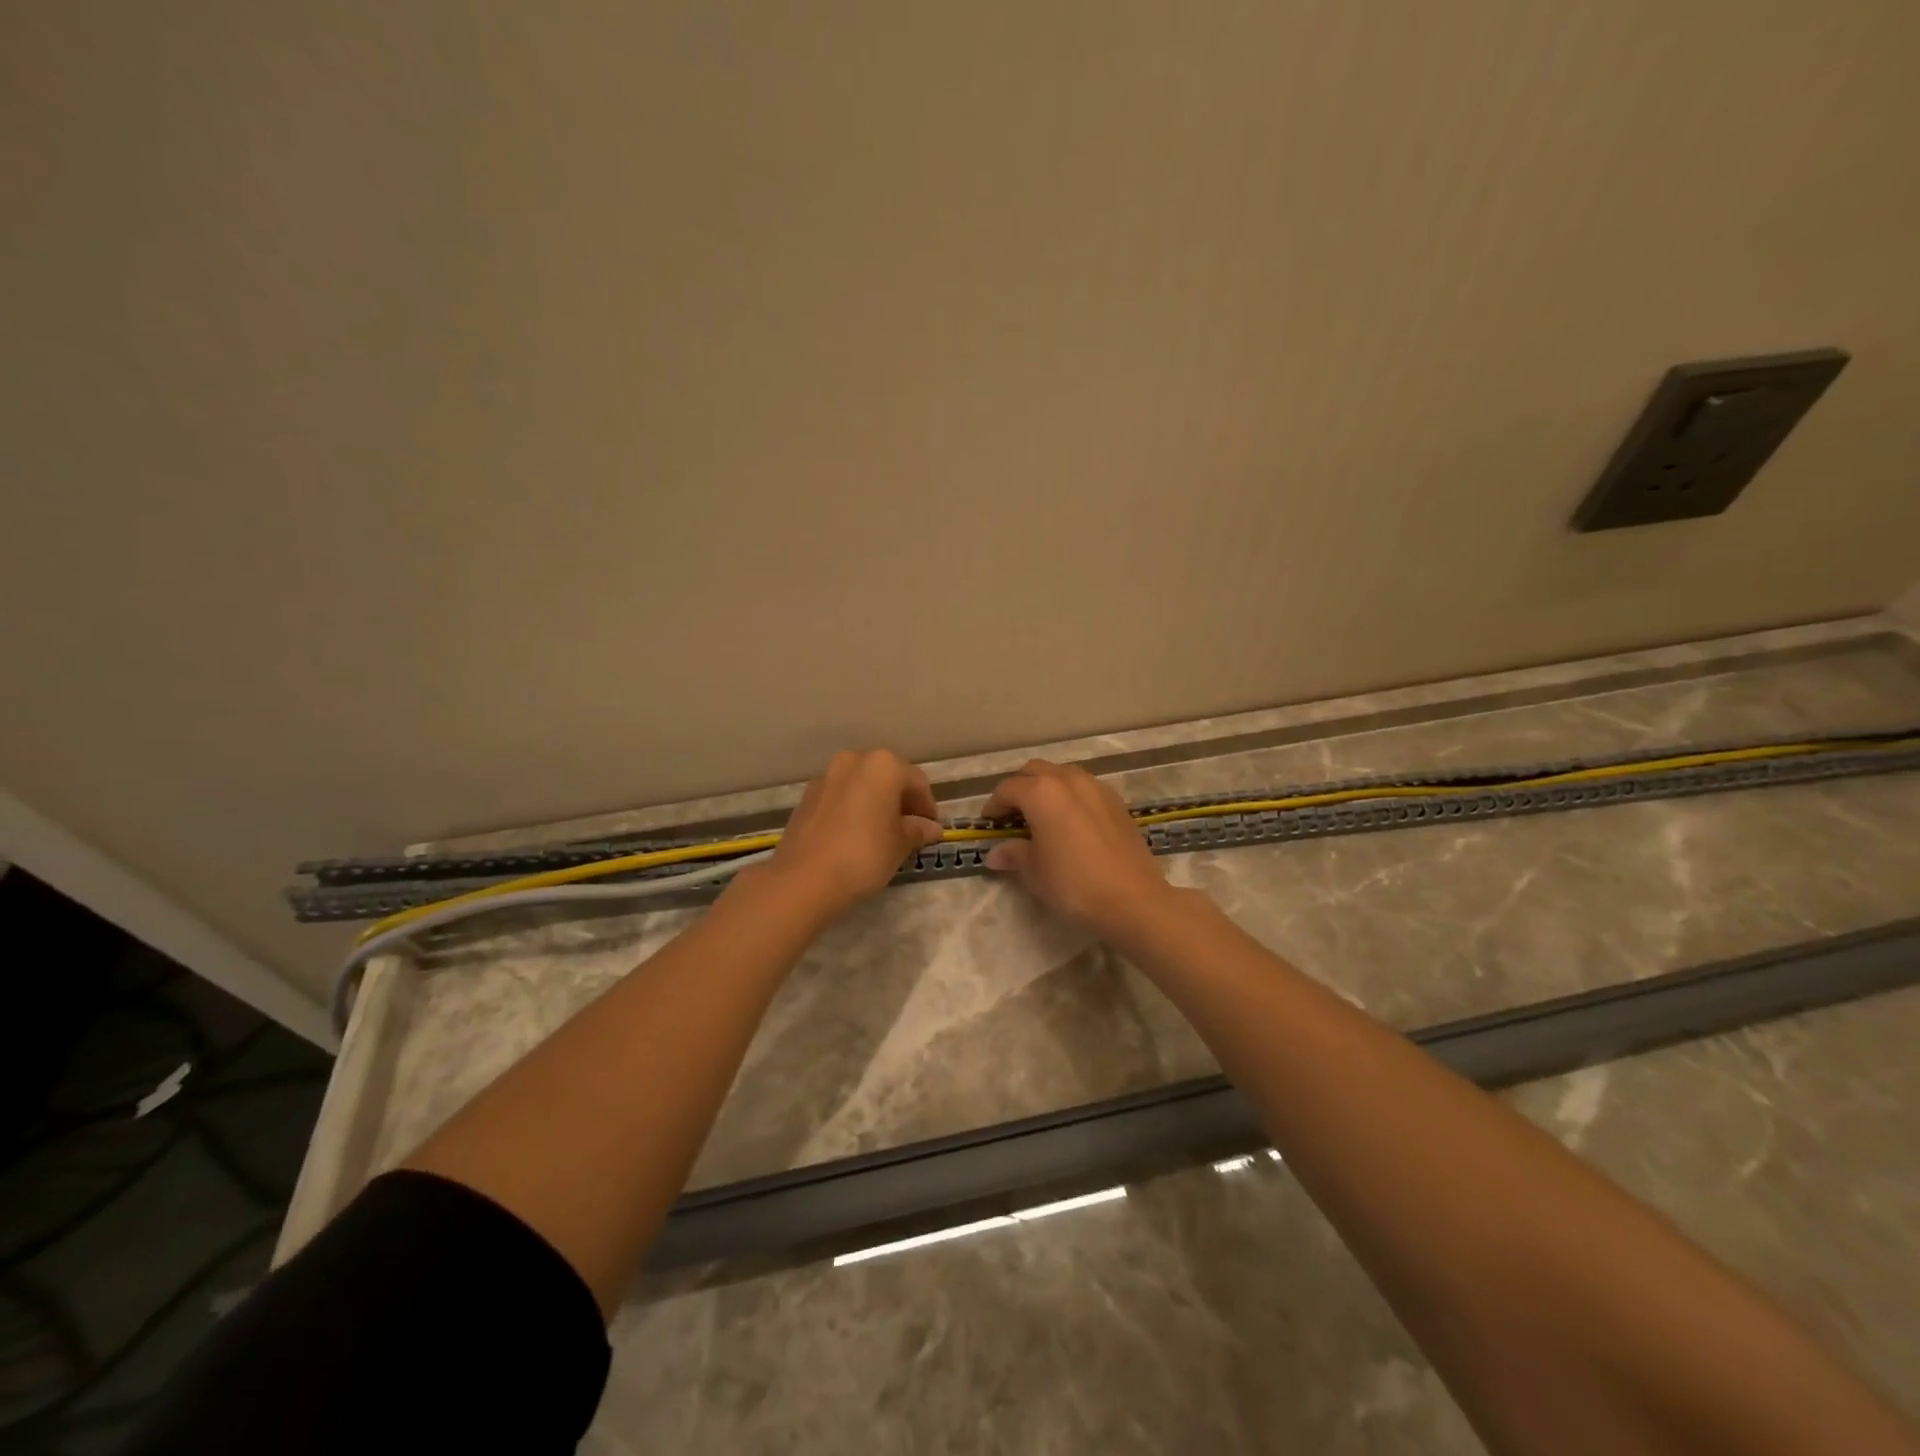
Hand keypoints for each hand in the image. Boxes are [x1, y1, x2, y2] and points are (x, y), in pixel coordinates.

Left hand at [762, 750, 943, 916]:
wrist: (803, 878)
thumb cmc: (864, 854)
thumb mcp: (900, 845)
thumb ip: (918, 830)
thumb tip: (931, 828)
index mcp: (883, 765)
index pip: (917, 782)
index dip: (928, 806)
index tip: (931, 829)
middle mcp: (854, 760)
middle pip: (887, 777)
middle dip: (900, 800)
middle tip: (909, 829)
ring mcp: (826, 776)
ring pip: (861, 785)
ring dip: (875, 802)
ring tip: (882, 832)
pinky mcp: (807, 796)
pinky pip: (841, 796)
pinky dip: (853, 808)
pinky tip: (855, 834)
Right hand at [982, 759, 1173, 935]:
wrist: (1132, 899)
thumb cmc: (1073, 883)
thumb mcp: (1034, 871)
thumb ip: (1013, 854)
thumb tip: (995, 853)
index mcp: (1042, 792)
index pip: (1008, 789)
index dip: (993, 806)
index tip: (989, 825)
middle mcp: (1069, 780)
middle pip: (1035, 771)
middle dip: (1019, 788)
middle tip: (1012, 815)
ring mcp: (1097, 787)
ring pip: (1063, 774)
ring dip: (1047, 787)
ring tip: (1041, 815)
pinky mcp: (1117, 802)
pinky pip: (1085, 788)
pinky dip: (1071, 796)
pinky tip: (1071, 822)